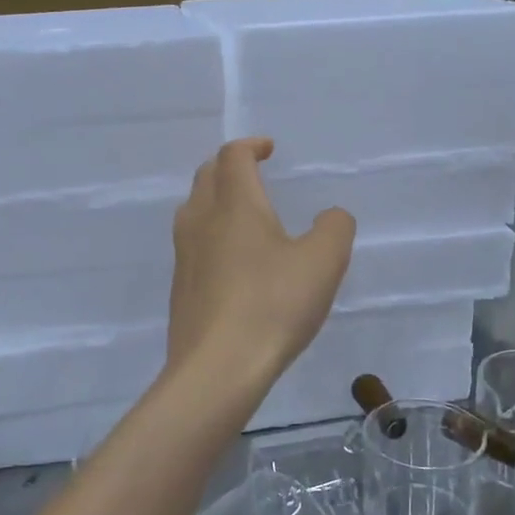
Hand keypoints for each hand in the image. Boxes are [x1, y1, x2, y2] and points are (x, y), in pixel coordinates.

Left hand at [168, 139, 355, 380]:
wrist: (216, 368)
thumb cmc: (272, 305)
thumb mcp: (323, 263)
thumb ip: (334, 229)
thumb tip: (330, 216)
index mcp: (233, 204)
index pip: (233, 156)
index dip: (251, 146)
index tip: (269, 149)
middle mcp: (200, 221)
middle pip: (206, 176)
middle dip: (230, 167)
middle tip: (254, 175)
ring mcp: (184, 255)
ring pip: (193, 210)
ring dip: (216, 200)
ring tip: (243, 215)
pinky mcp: (180, 287)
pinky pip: (193, 244)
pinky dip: (211, 235)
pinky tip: (233, 262)